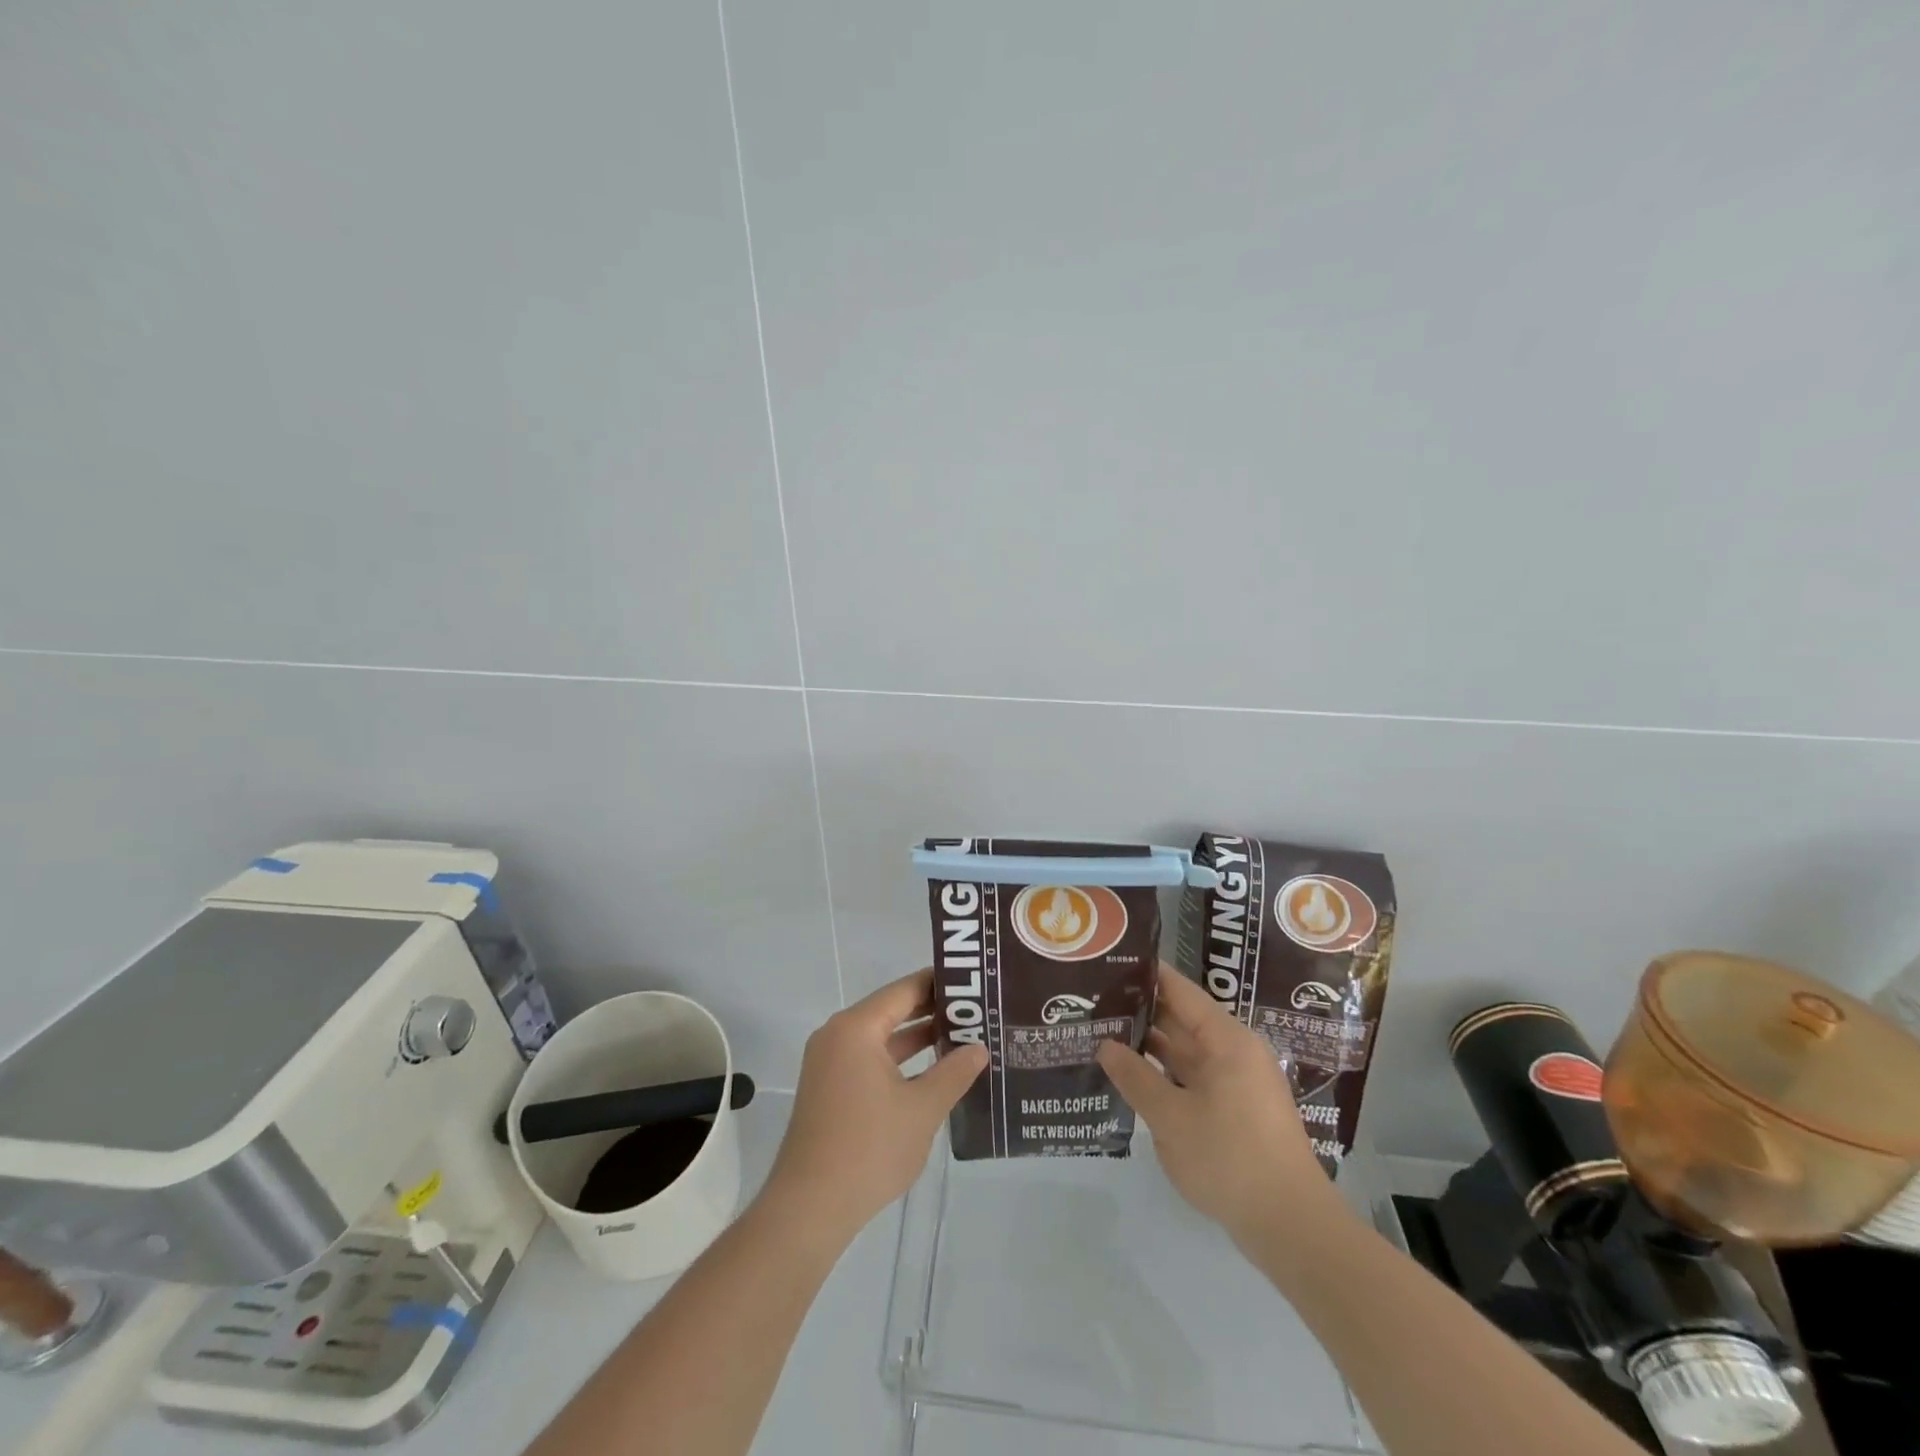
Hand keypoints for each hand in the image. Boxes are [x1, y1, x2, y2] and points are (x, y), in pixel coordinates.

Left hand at [763, 970, 987, 1244]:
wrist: (810, 1208)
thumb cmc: (869, 1149)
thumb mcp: (922, 1108)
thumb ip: (954, 1072)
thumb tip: (979, 1048)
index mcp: (856, 1028)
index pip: (905, 990)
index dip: (940, 984)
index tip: (974, 982)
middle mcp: (838, 1035)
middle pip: (893, 1010)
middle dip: (934, 1011)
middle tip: (978, 1010)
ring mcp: (831, 1062)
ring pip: (882, 1037)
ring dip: (918, 1038)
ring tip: (965, 1037)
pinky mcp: (831, 1088)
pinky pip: (871, 1059)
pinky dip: (900, 1061)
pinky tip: (934, 1072)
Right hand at [1097, 966, 1343, 1246]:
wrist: (1291, 1227)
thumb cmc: (1230, 1159)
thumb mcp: (1170, 1118)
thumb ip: (1135, 1077)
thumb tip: (1106, 1045)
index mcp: (1226, 1040)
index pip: (1181, 991)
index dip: (1147, 976)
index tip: (1112, 963)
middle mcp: (1235, 1053)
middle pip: (1183, 1020)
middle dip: (1142, 1012)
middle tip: (1096, 1002)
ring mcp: (1239, 1084)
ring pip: (1187, 1053)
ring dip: (1152, 1047)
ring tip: (1106, 1035)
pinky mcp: (1238, 1112)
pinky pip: (1196, 1079)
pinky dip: (1167, 1075)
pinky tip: (1135, 1078)